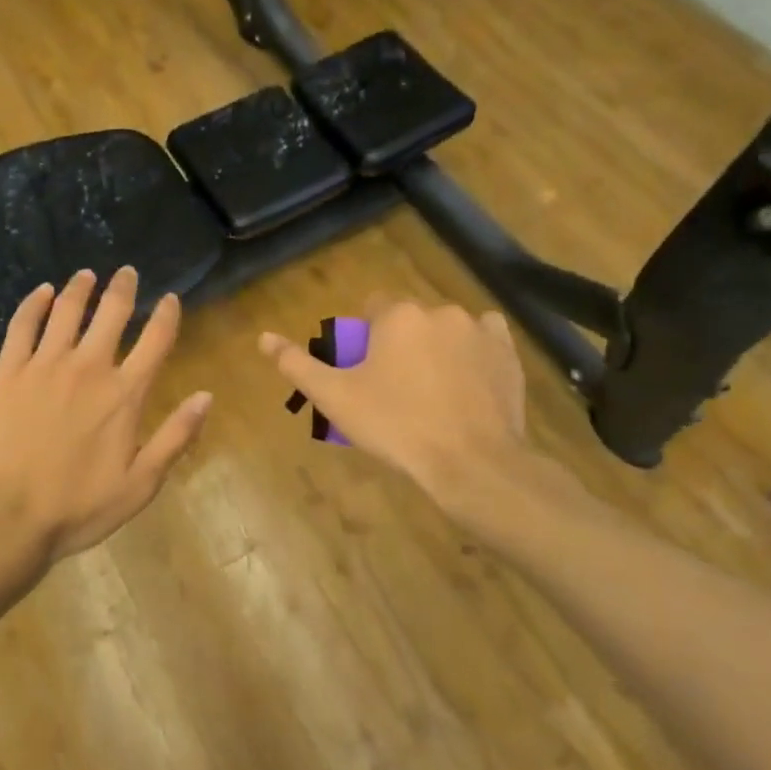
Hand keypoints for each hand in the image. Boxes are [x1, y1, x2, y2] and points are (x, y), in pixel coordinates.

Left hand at [0, 267, 212, 568]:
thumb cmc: (79, 506)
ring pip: (67, 311)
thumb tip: (206, 397)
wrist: (9, 517)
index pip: (155, 341)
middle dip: (123, 288)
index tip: (171, 299)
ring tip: (87, 275)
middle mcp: (88, 367)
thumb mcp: (141, 484)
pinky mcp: (8, 371)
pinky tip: (43, 292)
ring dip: (81, 288)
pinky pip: (23, 325)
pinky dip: (35, 303)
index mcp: (124, 394)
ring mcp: (44, 365)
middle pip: (112, 313)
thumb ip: (176, 437)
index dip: (167, 315)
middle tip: (126, 273)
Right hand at [258, 297, 573, 532]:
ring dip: (434, 347)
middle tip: (394, 389)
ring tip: (431, 392)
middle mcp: (439, 310)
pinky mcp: (507, 353)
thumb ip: (297, 364)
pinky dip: (472, 352)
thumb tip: (263, 337)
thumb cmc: (395, 425)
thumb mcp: (335, 398)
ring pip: (444, 329)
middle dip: (399, 344)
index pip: (372, 308)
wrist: (471, 462)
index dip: (365, 338)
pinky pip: (484, 338)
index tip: (365, 372)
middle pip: (409, 319)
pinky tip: (465, 381)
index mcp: (397, 315)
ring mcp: (479, 329)